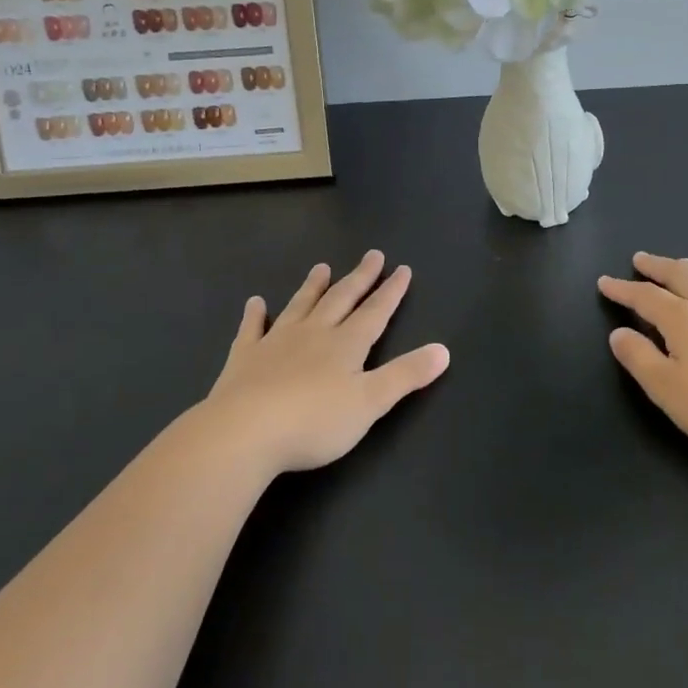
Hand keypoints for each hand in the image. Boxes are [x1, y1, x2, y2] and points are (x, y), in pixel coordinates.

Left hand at [200, 250, 449, 474]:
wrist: (245, 433)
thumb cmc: (314, 421)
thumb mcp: (371, 403)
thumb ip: (406, 375)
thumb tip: (444, 350)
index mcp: (346, 345)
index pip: (375, 312)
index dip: (391, 292)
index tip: (402, 269)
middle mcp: (314, 334)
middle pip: (341, 299)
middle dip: (359, 278)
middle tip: (372, 255)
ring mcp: (276, 343)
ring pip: (300, 306)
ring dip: (313, 286)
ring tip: (322, 266)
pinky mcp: (244, 359)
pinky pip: (251, 330)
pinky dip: (255, 315)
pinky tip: (255, 302)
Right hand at [599, 252, 687, 461]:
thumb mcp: (666, 389)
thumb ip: (639, 358)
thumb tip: (618, 333)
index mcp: (682, 319)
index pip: (645, 297)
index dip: (623, 289)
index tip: (605, 282)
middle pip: (680, 275)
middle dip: (656, 266)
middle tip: (641, 259)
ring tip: (681, 264)